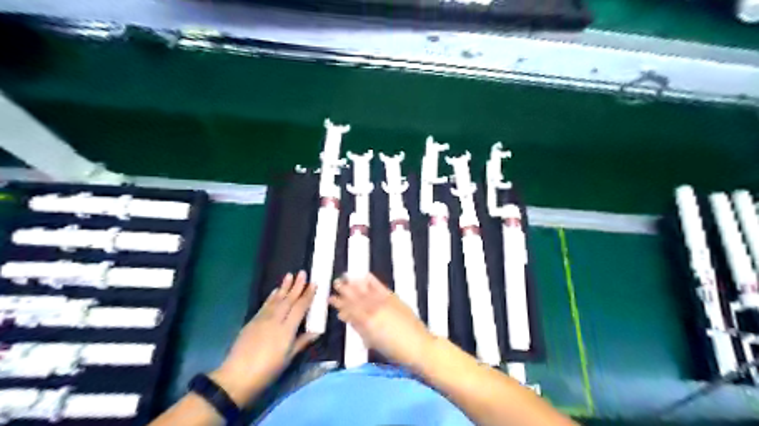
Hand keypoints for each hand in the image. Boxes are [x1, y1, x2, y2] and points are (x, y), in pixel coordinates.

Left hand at [212, 271, 316, 403]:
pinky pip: (265, 305)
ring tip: (289, 275)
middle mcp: (275, 320)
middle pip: (288, 300)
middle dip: (296, 286)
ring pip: (276, 299)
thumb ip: (302, 342)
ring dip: (284, 287)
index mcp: (287, 329)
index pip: (300, 307)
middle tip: (302, 272)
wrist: (237, 377)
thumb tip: (316, 331)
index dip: (308, 295)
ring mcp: (262, 319)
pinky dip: (271, 297)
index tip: (314, 283)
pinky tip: (275, 291)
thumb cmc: (267, 370)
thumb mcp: (288, 358)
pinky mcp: (252, 321)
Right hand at [329, 273, 436, 369]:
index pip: (349, 310)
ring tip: (345, 277)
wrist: (418, 346)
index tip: (330, 298)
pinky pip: (380, 287)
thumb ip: (358, 327)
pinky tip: (365, 276)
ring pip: (366, 290)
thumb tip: (346, 316)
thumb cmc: (394, 351)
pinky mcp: (394, 298)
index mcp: (367, 322)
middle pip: (356, 297)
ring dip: (355, 283)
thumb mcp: (372, 341)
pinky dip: (372, 281)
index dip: (339, 304)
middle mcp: (374, 309)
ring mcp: (385, 302)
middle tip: (335, 283)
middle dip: (344, 290)